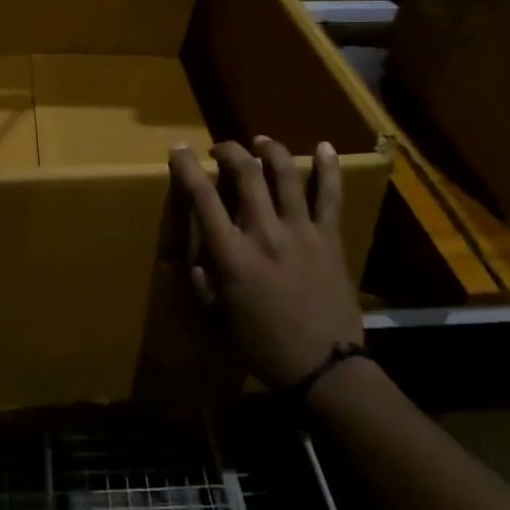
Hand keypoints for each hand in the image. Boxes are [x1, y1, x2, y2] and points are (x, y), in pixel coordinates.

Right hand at [168, 138, 361, 390]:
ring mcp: (301, 231)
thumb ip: (206, 284)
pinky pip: (330, 196)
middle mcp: (264, 233)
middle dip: (229, 151)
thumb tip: (201, 259)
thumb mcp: (219, 319)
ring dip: (271, 151)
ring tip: (261, 142)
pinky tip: (324, 147)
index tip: (179, 150)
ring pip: (286, 174)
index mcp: (232, 255)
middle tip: (221, 149)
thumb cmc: (264, 347)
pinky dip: (328, 168)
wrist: (324, 367)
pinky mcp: (330, 237)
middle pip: (245, 174)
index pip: (201, 198)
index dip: (186, 168)